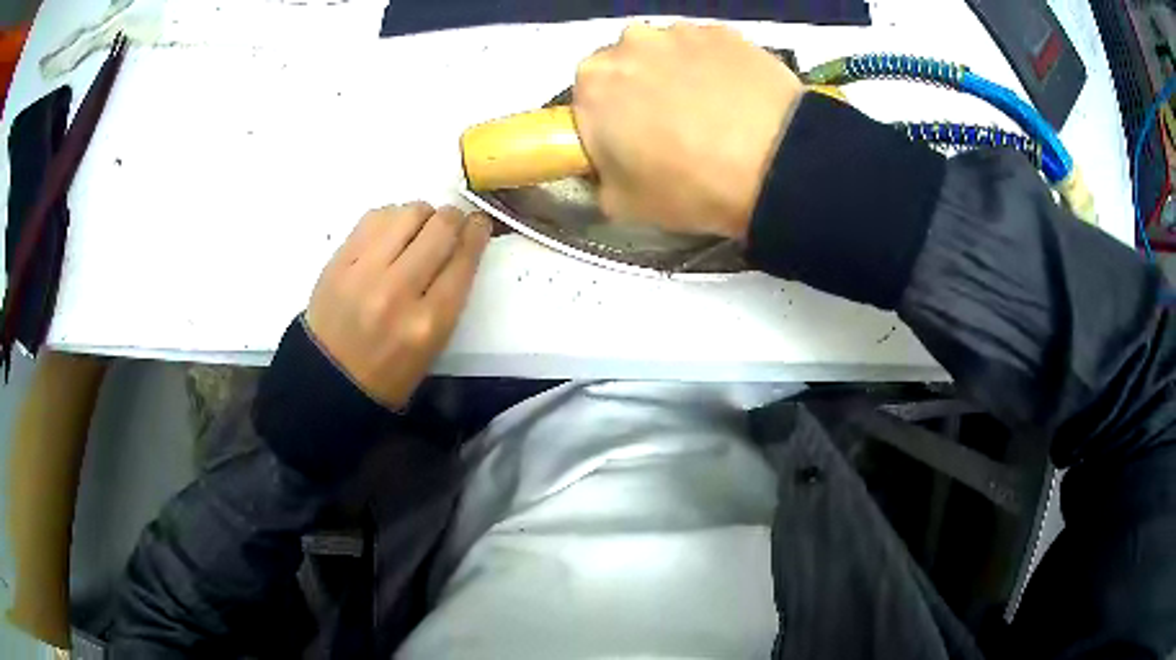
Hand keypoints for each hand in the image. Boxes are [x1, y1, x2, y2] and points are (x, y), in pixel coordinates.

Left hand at [305, 203, 490, 407]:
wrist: (329, 378)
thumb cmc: (390, 371)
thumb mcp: (433, 346)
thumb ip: (449, 295)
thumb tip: (460, 244)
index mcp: (429, 322)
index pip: (463, 259)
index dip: (477, 232)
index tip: (479, 223)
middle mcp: (398, 291)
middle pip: (440, 227)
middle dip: (454, 218)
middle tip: (451, 224)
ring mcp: (364, 272)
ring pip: (408, 213)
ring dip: (422, 215)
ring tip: (419, 229)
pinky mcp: (339, 260)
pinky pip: (375, 217)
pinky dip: (392, 217)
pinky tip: (392, 232)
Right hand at [573, 23, 803, 238]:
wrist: (777, 166)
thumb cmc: (690, 186)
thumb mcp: (622, 205)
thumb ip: (599, 178)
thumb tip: (609, 166)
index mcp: (592, 84)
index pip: (586, 102)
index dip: (607, 124)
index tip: (631, 145)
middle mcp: (628, 43)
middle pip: (625, 68)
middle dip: (638, 92)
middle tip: (672, 129)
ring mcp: (680, 31)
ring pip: (666, 54)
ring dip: (676, 75)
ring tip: (713, 112)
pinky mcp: (724, 31)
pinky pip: (706, 50)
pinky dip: (713, 68)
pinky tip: (736, 99)